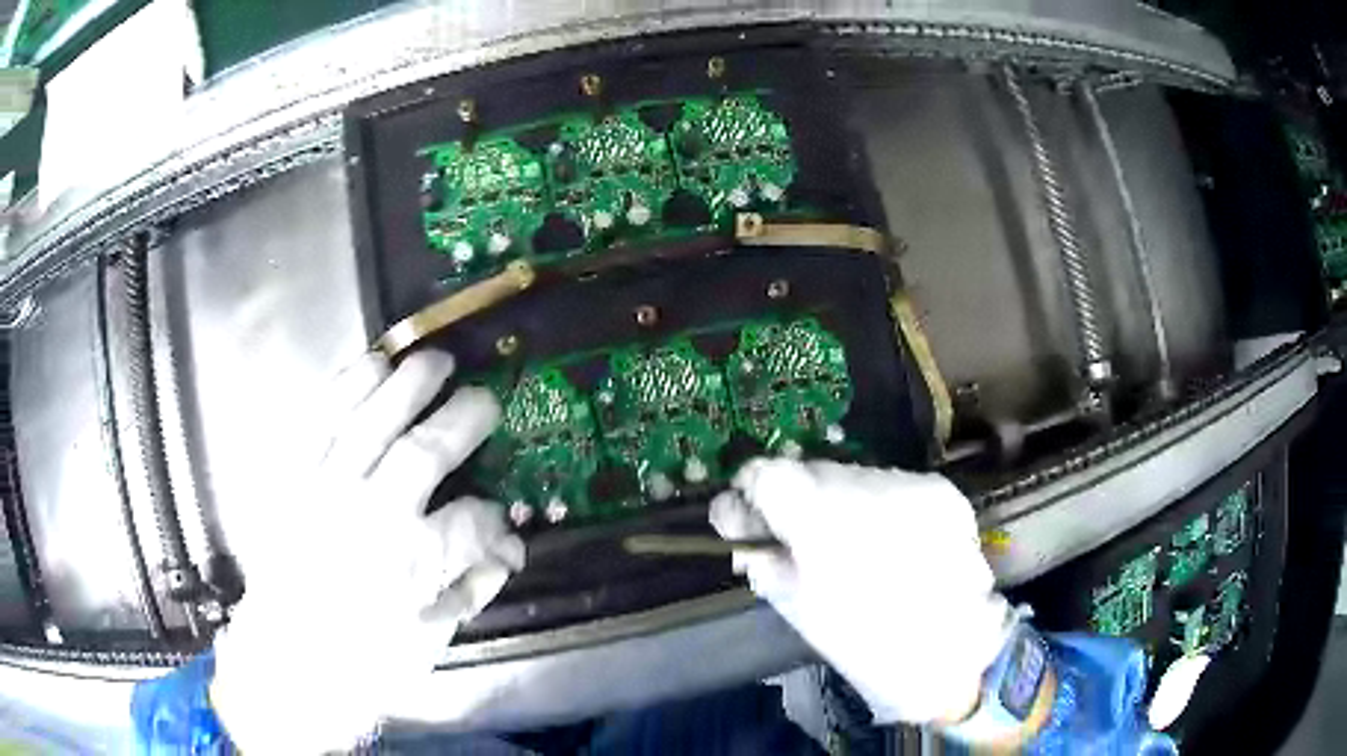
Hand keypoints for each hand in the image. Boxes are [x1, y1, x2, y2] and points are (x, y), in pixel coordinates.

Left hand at [210, 350, 523, 753]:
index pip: (471, 520)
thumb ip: (471, 590)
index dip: (493, 512)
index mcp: (411, 568)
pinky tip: (373, 364)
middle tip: (485, 398)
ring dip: (408, 384)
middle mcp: (369, 519)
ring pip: (370, 421)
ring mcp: (323, 491)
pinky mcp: (290, 477)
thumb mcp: (428, 642)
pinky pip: (318, 417)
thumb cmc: (362, 662)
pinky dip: (347, 385)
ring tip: (434, 361)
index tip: (497, 512)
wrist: (285, 660)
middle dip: (463, 418)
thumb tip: (509, 548)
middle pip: (424, 453)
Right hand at [711, 459, 1010, 724]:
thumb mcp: (797, 607)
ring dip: (842, 502)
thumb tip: (735, 519)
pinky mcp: (942, 491)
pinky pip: (893, 485)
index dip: (753, 491)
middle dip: (800, 500)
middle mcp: (870, 488)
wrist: (952, 654)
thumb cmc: (864, 644)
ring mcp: (912, 486)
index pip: (769, 474)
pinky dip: (882, 507)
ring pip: (853, 476)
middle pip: (812, 471)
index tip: (754, 516)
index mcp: (825, 523)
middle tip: (805, 540)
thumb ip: (761, 557)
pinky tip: (891, 543)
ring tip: (855, 546)